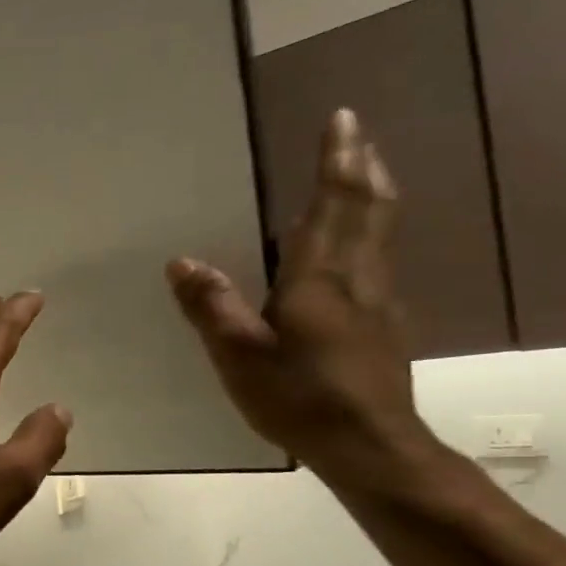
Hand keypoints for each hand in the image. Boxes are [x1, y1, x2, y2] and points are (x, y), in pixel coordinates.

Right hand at [167, 108, 447, 493]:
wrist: (370, 447)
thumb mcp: (239, 354)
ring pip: (380, 234)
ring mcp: (379, 302)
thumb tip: (181, 262)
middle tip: (356, 137)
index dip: (338, 160)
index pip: (335, 204)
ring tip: (359, 176)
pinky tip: (354, 251)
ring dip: (370, 198)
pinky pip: (376, 263)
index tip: (342, 119)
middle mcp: (359, 278)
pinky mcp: (384, 327)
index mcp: (322, 277)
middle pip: (370, 209)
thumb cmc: (300, 397)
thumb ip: (211, 306)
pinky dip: (368, 235)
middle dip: (363, 168)